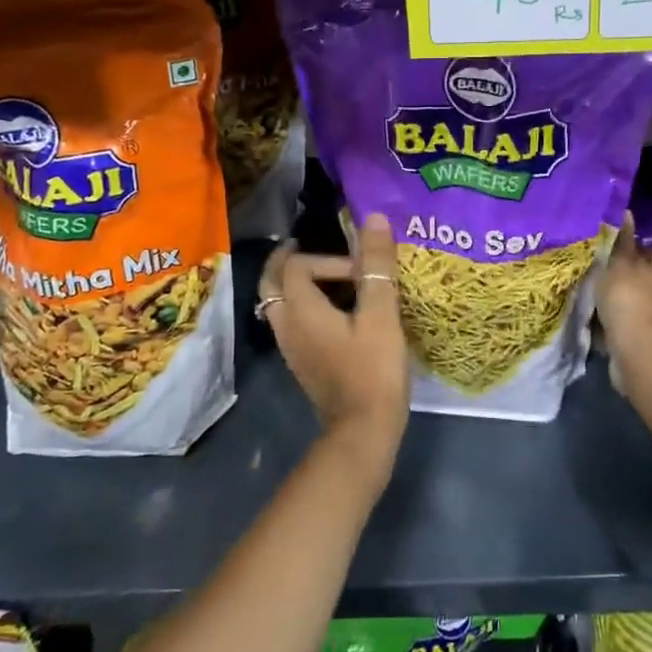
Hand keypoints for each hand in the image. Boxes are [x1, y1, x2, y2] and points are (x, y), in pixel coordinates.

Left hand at [258, 213, 409, 468]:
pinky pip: (290, 323)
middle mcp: (286, 326)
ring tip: (324, 277)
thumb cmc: (372, 371)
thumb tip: (372, 218)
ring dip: (293, 284)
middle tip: (312, 249)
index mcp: (301, 310)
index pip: (296, 265)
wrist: (363, 432)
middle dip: (288, 262)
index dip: (327, 258)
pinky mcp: (302, 364)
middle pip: (271, 283)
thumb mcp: (380, 314)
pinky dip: (301, 306)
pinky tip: (331, 312)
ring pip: (278, 304)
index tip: (360, 270)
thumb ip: (376, 266)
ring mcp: (290, 348)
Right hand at [597, 213, 651, 370]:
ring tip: (589, 302)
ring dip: (613, 302)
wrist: (641, 353)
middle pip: (635, 275)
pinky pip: (626, 322)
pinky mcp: (650, 338)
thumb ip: (622, 240)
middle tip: (590, 279)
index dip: (617, 251)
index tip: (596, 257)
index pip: (639, 249)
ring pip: (629, 300)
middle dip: (614, 278)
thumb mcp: (620, 262)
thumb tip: (628, 212)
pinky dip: (613, 322)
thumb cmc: (629, 299)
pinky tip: (597, 322)